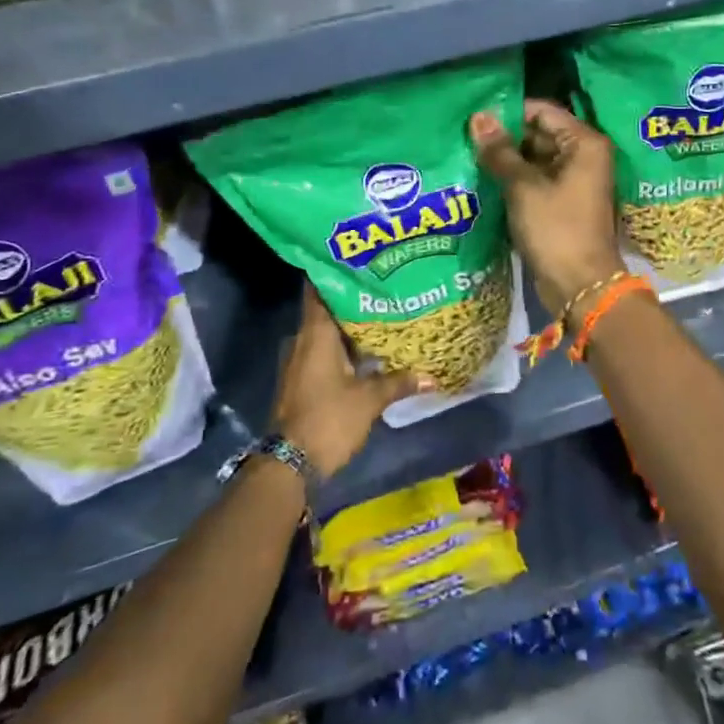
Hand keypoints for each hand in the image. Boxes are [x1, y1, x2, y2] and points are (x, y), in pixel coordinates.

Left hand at [272, 285, 423, 477]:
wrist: (291, 463)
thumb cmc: (329, 419)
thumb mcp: (370, 399)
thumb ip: (399, 382)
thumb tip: (432, 375)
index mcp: (316, 334)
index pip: (319, 289)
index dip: (336, 273)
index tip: (359, 260)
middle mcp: (303, 340)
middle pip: (326, 309)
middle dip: (351, 298)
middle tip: (382, 286)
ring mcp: (300, 361)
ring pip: (326, 332)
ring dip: (348, 325)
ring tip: (381, 314)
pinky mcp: (302, 379)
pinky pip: (323, 351)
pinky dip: (343, 346)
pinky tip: (367, 349)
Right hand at [471, 99, 627, 317]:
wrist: (580, 285)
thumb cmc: (556, 229)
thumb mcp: (523, 187)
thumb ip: (500, 151)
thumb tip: (478, 117)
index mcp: (584, 143)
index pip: (543, 111)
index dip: (509, 113)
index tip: (475, 119)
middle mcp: (584, 156)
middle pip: (539, 134)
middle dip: (505, 138)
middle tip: (465, 138)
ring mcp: (575, 181)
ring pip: (535, 159)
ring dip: (507, 161)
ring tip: (468, 157)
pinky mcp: (563, 203)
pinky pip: (537, 181)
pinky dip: (515, 181)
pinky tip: (484, 181)